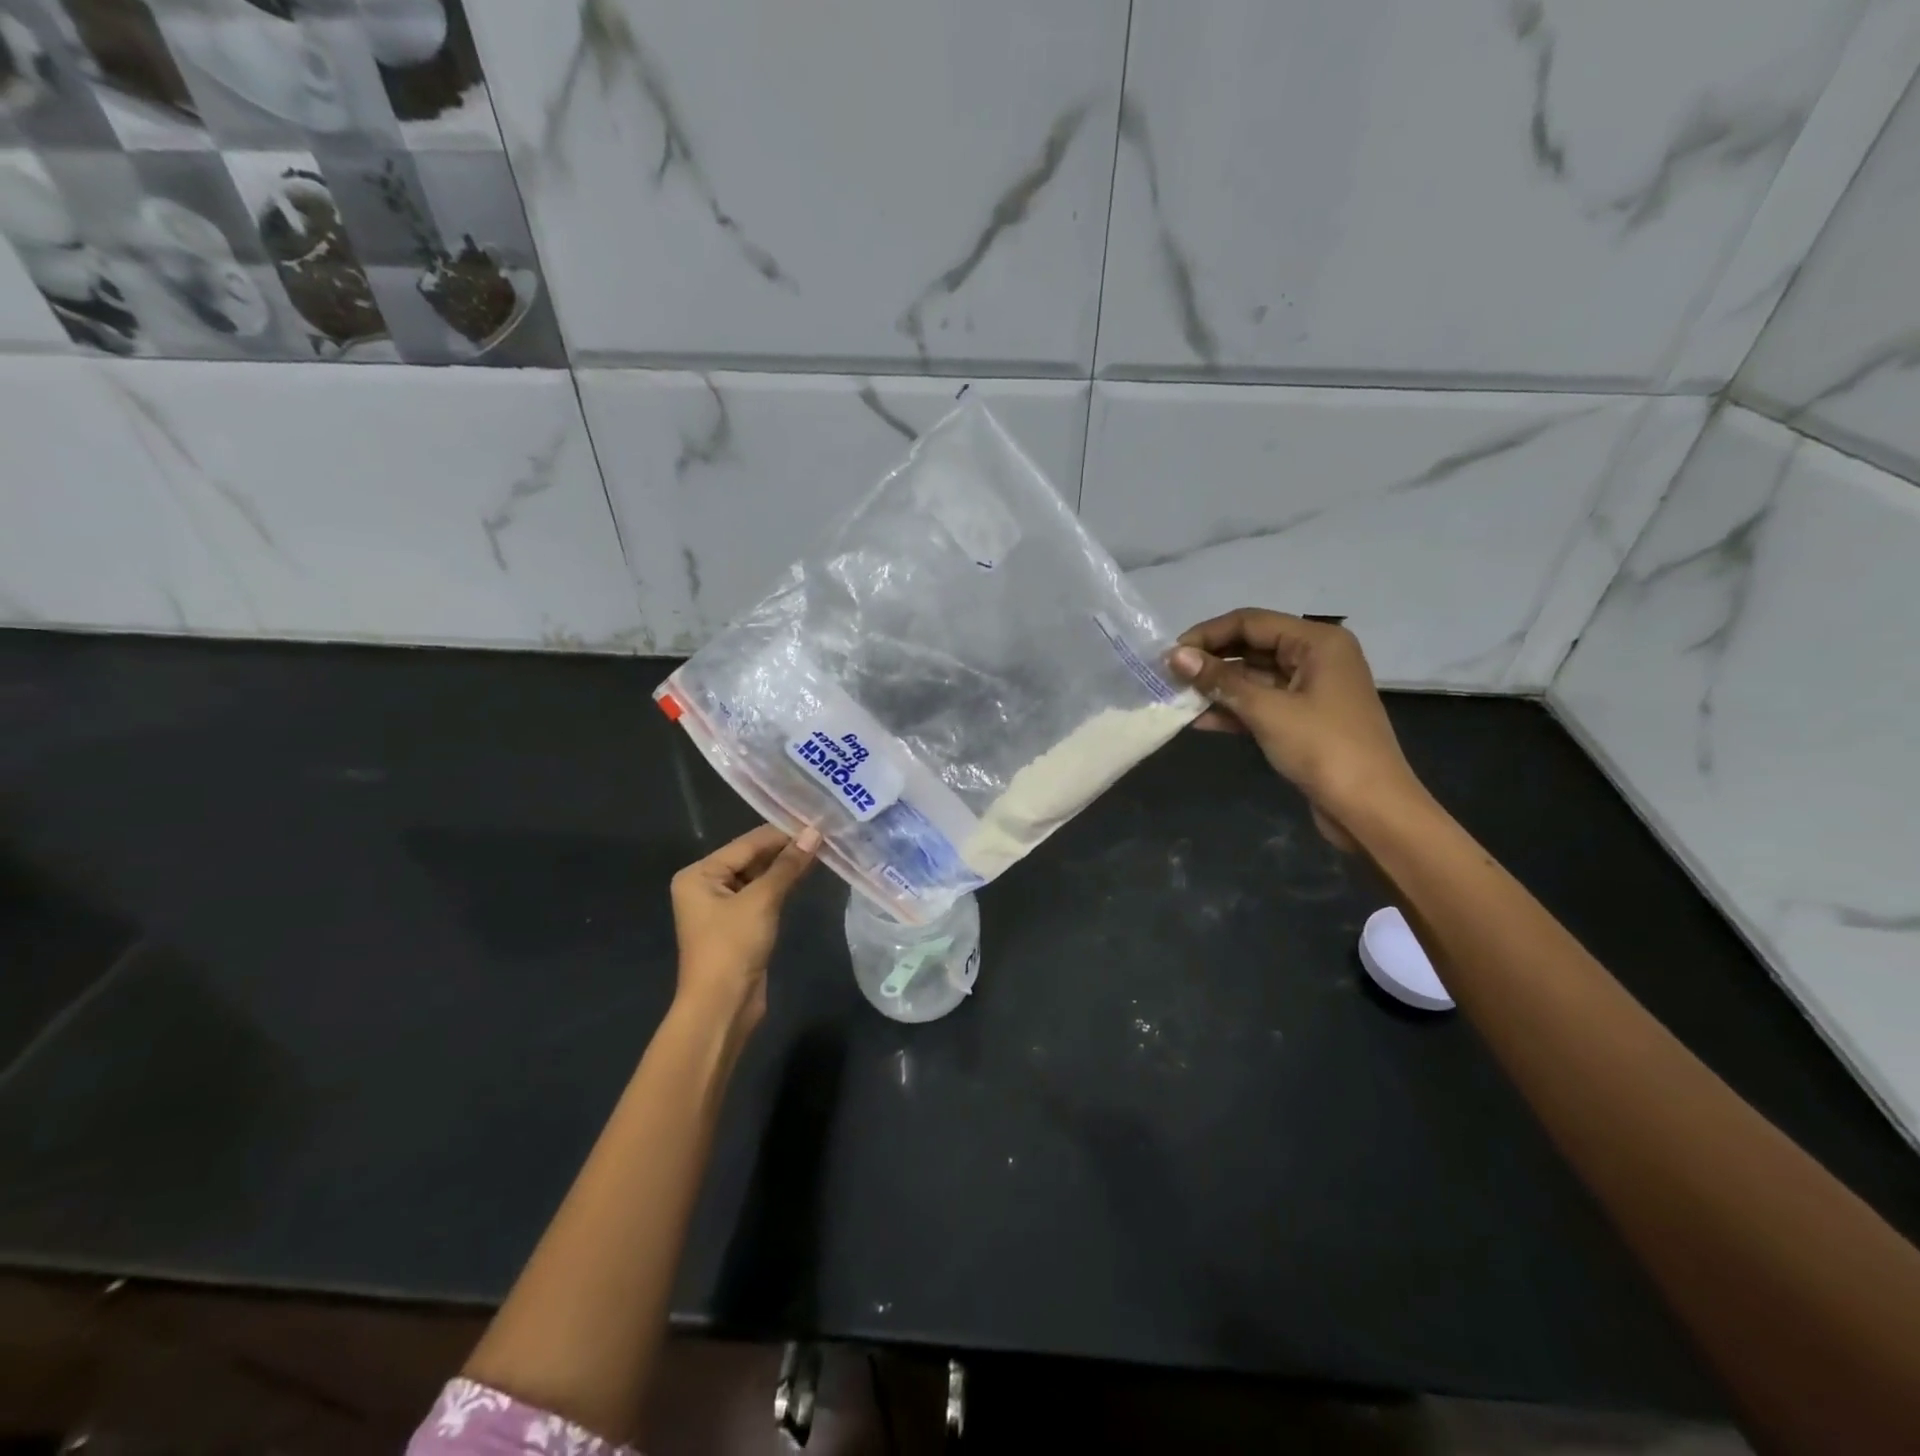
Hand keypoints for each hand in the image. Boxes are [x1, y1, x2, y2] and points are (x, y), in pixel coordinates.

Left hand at [670, 824, 818, 1029]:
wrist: (722, 1006)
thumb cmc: (733, 946)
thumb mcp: (762, 900)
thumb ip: (788, 865)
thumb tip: (815, 833)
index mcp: (699, 874)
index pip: (746, 844)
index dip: (781, 833)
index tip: (816, 820)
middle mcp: (706, 885)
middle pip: (751, 858)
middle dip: (785, 849)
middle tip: (823, 833)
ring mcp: (722, 906)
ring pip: (759, 877)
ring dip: (786, 867)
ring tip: (822, 848)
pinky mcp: (739, 925)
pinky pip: (762, 895)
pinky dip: (782, 886)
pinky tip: (806, 874)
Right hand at [1167, 609, 1424, 845]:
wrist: (1370, 809)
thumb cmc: (1324, 749)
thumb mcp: (1267, 710)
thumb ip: (1220, 680)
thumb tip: (1175, 656)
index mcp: (1318, 642)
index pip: (1251, 622)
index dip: (1208, 634)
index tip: (1170, 654)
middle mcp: (1316, 657)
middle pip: (1252, 646)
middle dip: (1211, 660)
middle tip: (1169, 675)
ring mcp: (1311, 690)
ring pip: (1254, 677)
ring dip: (1217, 687)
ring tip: (1176, 697)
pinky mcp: (1303, 719)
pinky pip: (1261, 703)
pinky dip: (1233, 710)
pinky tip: (1199, 720)